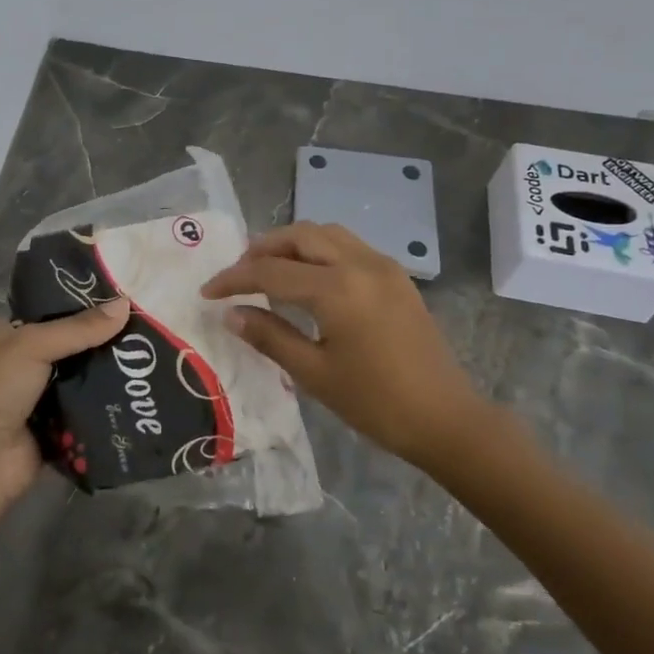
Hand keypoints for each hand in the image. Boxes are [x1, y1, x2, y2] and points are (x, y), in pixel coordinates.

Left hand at [0, 298, 130, 511]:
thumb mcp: (33, 346)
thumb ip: (79, 328)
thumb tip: (126, 304)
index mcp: (6, 334)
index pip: (51, 309)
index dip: (83, 302)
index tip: (123, 296)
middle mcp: (21, 361)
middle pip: (70, 343)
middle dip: (102, 338)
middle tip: (144, 326)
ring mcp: (38, 396)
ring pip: (81, 375)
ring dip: (108, 370)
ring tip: (149, 355)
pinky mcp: (54, 425)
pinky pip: (87, 406)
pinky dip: (106, 401)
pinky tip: (138, 389)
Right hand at [201, 222, 490, 465]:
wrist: (445, 419)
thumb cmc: (375, 402)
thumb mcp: (314, 373)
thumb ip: (269, 336)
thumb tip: (231, 314)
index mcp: (336, 289)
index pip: (271, 272)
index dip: (234, 279)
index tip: (208, 292)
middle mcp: (360, 264)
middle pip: (300, 236)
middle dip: (263, 248)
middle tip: (238, 273)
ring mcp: (383, 266)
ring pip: (327, 234)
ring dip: (293, 243)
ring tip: (269, 268)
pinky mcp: (397, 276)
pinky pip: (349, 246)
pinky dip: (320, 250)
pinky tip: (308, 277)